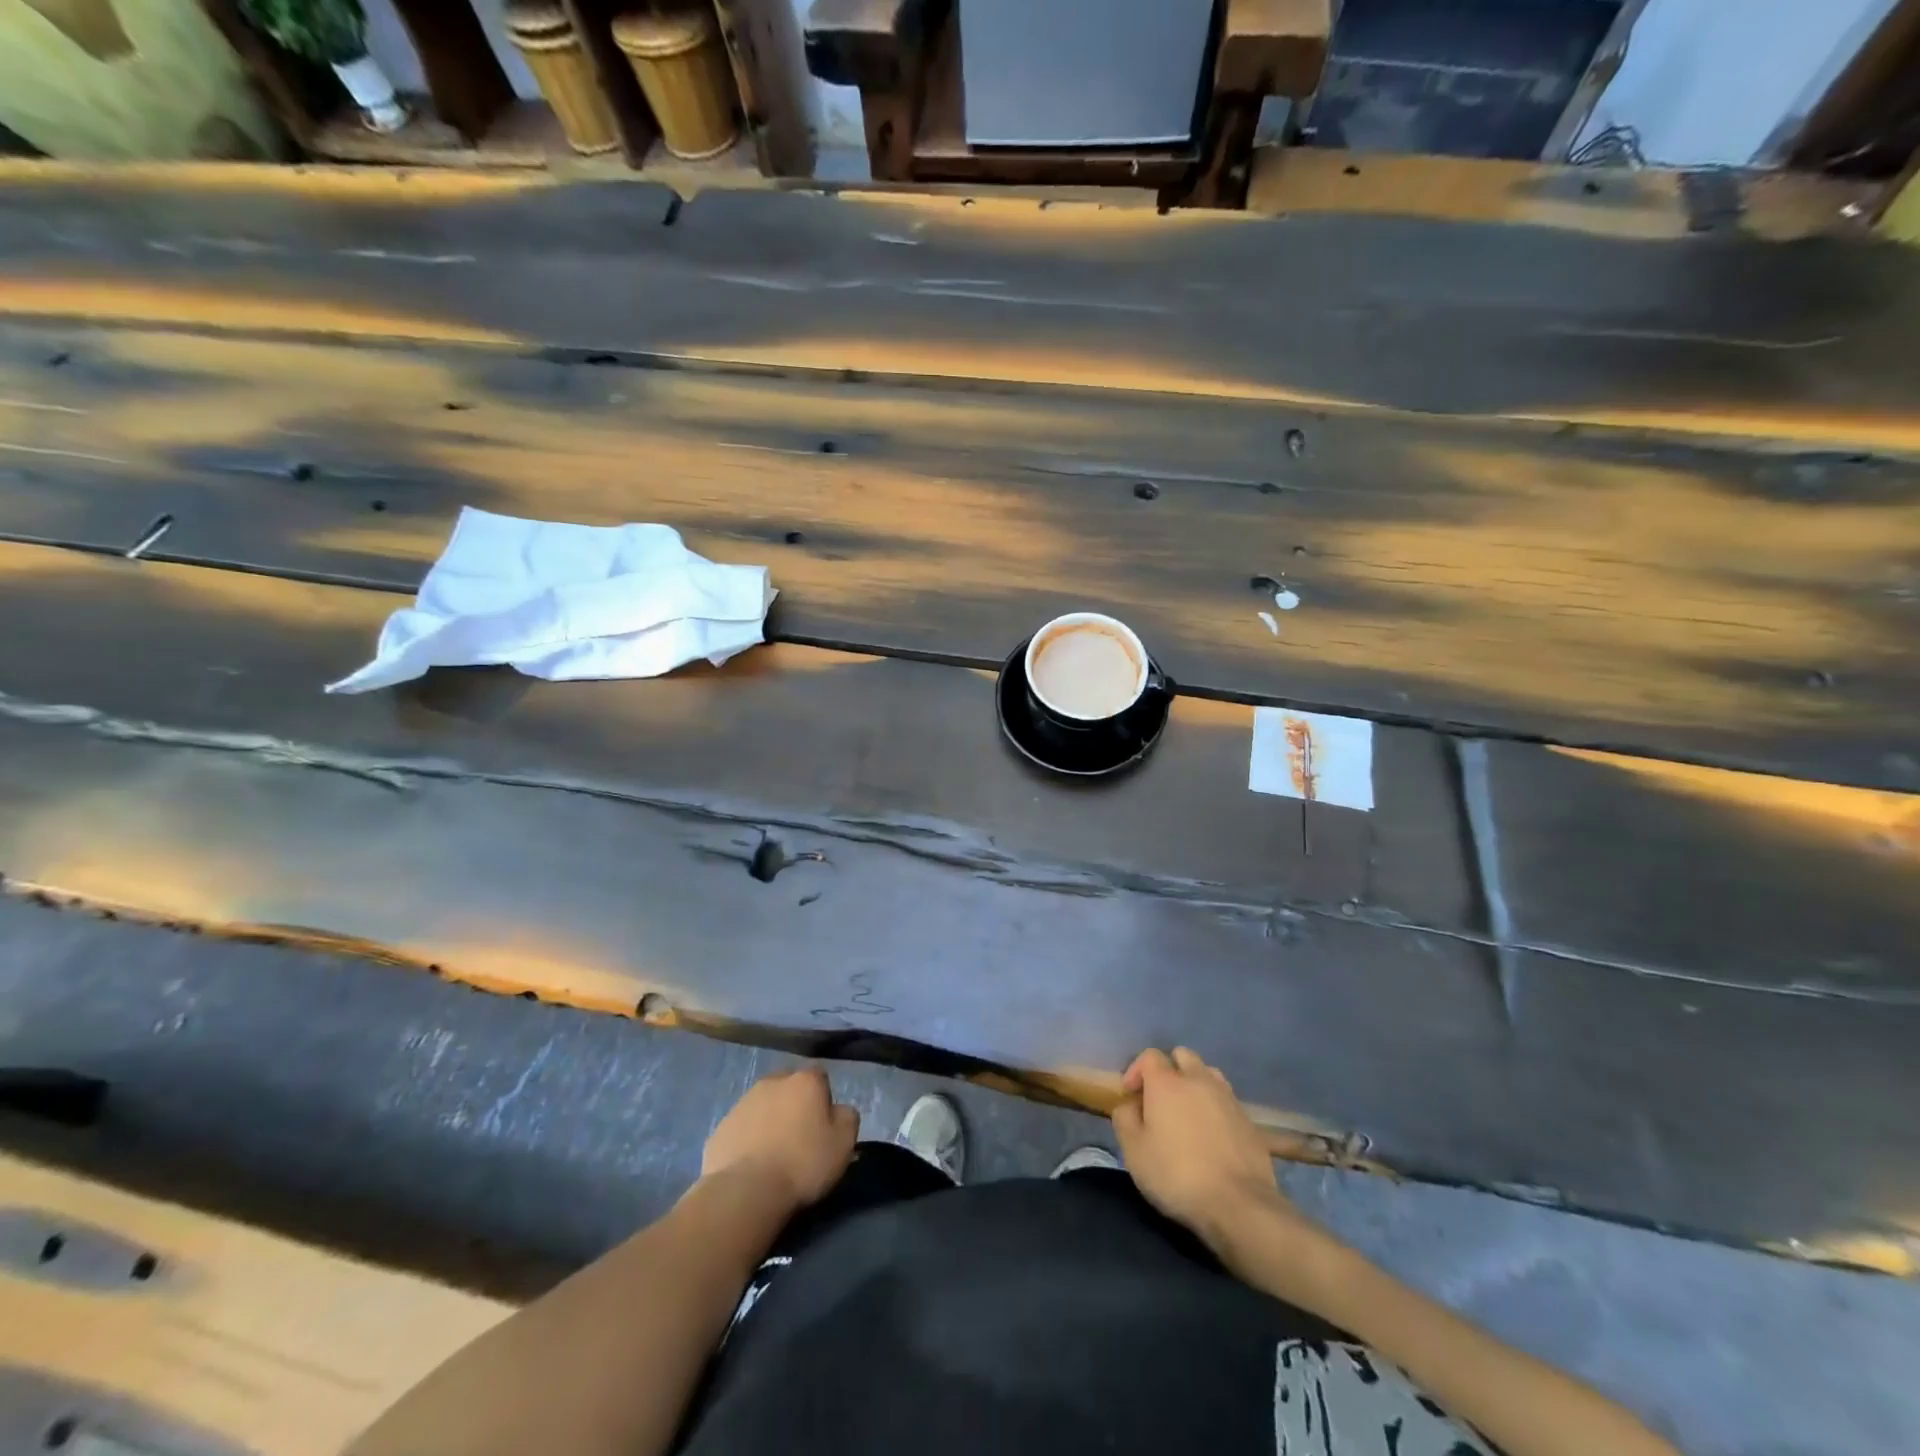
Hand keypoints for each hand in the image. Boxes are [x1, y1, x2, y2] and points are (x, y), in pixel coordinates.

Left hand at [702, 1065, 858, 1210]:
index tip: (823, 1127)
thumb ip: (847, 1118)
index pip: (820, 1077)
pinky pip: (741, 1129)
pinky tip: (751, 1167)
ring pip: (762, 1106)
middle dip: (793, 1105)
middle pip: (788, 1087)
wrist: (745, 1192)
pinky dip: (747, 1141)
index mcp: (805, 1080)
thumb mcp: (843, 1144)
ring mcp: (742, 1103)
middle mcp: (772, 1082)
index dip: (823, 1100)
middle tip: (798, 1138)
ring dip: (769, 1122)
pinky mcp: (720, 1127)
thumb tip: (838, 1110)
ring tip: (773, 1156)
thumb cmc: (802, 1164)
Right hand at [1112, 1047, 1318, 1259]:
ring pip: (1208, 1073)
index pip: (1150, 1056)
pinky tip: (1212, 1133)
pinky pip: (1226, 1099)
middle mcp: (1198, 1080)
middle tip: (1160, 1098)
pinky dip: (1215, 1106)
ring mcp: (1227, 1097)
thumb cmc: (1177, 1175)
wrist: (1238, 1204)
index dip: (1136, 1070)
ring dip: (1195, 1083)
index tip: (1131, 1094)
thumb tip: (1128, 1105)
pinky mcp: (1249, 1119)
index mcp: (1167, 1083)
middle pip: (1182, 1055)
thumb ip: (1124, 1119)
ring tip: (1188, 1112)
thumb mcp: (1134, 1152)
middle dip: (1169, 1069)